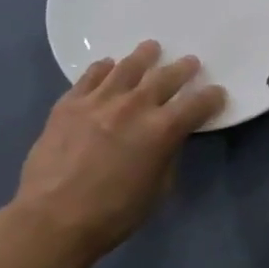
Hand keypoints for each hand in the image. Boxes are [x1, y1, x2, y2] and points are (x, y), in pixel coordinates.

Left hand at [0, 40, 224, 267]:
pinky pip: (91, 75)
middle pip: (166, 76)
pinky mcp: (70, 102)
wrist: (51, 219)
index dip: (211, 97)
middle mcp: (134, 106)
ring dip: (144, 56)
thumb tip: (167, 139)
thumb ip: (167, 156)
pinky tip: (108, 67)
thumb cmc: (112, 214)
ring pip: (128, 67)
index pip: (197, 104)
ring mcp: (99, 100)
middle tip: (189, 62)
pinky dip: (104, 68)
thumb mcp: (157, 191)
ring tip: (151, 48)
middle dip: (183, 69)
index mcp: (162, 130)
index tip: (217, 93)